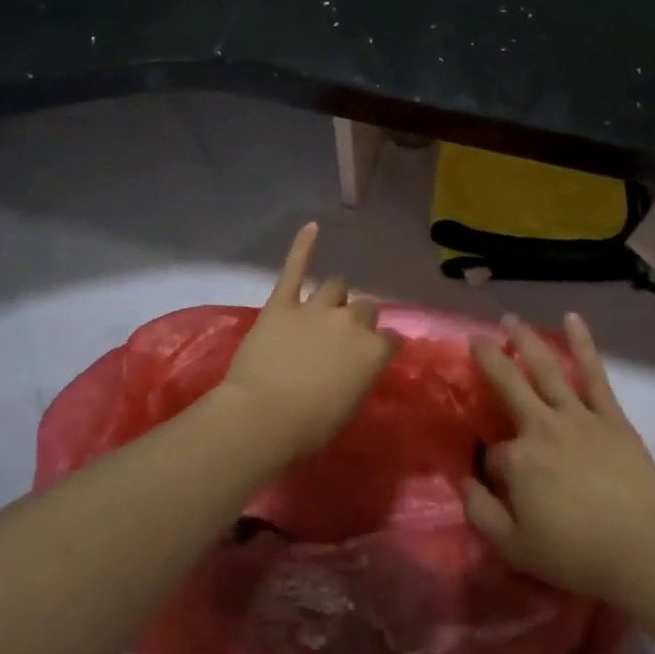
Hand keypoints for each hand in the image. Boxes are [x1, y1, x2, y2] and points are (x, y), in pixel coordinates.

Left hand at [220, 222, 394, 462]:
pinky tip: (311, 227)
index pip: (390, 338)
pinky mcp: (283, 302)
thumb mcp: (350, 406)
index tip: (372, 356)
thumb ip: (360, 376)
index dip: (381, 346)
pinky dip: (303, 246)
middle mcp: (351, 322)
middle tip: (340, 340)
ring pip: (336, 286)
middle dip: (357, 320)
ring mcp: (317, 308)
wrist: (264, 416)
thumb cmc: (310, 426)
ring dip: (333, 297)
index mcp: (373, 351)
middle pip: (365, 308)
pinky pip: (296, 267)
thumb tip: (358, 365)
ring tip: (322, 309)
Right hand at [465, 313, 654, 605]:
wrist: (642, 549)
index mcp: (518, 460)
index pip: (493, 454)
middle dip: (489, 359)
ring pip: (545, 368)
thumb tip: (463, 482)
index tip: (498, 482)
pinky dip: (583, 344)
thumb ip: (481, 514)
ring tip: (511, 319)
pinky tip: (572, 318)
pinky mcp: (609, 414)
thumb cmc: (577, 554)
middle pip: (508, 384)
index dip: (492, 467)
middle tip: (476, 337)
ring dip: (526, 340)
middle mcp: (541, 426)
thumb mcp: (515, 549)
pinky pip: (592, 372)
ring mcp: (576, 415)